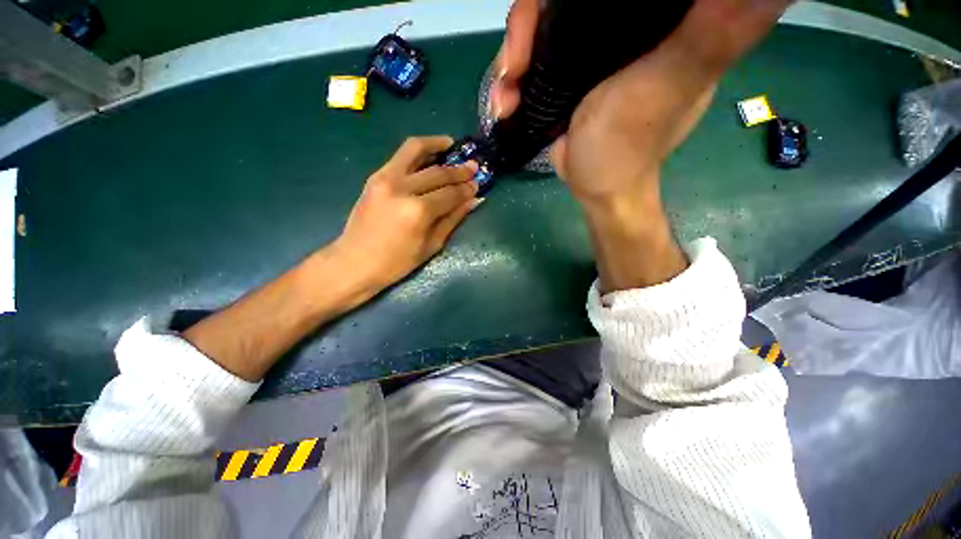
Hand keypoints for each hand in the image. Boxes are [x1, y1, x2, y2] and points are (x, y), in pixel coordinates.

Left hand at [334, 136, 478, 289]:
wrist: (354, 261)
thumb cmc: (397, 262)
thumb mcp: (431, 245)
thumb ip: (453, 219)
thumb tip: (473, 200)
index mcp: (419, 211)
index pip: (451, 193)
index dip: (467, 189)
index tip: (478, 184)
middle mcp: (403, 188)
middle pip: (438, 172)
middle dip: (459, 170)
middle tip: (473, 167)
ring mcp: (385, 178)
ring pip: (415, 150)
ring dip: (436, 144)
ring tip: (451, 144)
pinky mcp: (375, 176)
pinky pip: (400, 156)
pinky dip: (418, 151)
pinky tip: (429, 154)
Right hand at [491, 0, 791, 201]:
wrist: (596, 186)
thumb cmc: (629, 145)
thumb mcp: (673, 82)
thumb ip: (716, 28)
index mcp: (656, 16)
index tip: (558, 11)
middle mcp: (621, 24)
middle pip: (562, 0)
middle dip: (529, 25)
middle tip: (515, 65)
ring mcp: (584, 50)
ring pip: (538, 28)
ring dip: (511, 59)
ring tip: (506, 96)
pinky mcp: (562, 75)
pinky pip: (528, 61)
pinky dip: (510, 81)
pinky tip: (504, 106)